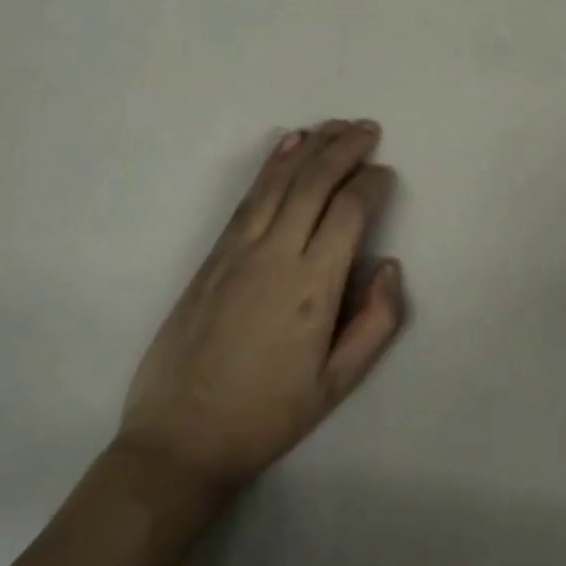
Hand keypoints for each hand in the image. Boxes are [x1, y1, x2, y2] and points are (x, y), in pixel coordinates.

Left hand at [115, 120, 404, 502]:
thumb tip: (388, 265)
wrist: (178, 441)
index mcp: (313, 288)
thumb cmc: (266, 415)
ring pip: (281, 181)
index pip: (349, 211)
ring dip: (312, 146)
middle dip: (346, 148)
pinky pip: (249, 197)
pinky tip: (288, 143)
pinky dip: (272, 164)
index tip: (385, 175)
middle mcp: (276, 256)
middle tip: (368, 128)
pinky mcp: (213, 255)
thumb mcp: (336, 386)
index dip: (372, 183)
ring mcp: (239, 250)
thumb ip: (376, 323)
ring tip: (337, 125)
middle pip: (315, 182)